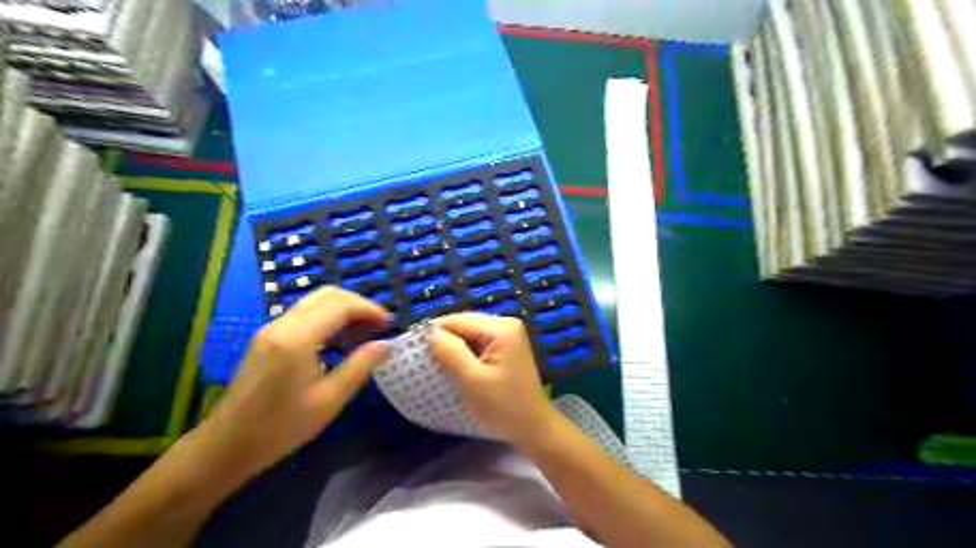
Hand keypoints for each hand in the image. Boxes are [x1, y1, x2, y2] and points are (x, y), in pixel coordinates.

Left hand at [203, 288, 390, 473]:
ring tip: (363, 330)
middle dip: (357, 303)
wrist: (227, 445)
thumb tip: (387, 344)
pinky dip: (327, 316)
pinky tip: (339, 338)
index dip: (369, 309)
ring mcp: (271, 329)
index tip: (389, 323)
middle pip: (327, 294)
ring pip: (314, 301)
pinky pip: (304, 313)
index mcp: (297, 339)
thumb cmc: (281, 427)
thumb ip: (360, 366)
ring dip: (342, 308)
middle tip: (377, 324)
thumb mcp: (329, 400)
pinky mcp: (267, 337)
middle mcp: (282, 325)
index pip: (340, 305)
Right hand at [427, 315, 555, 445]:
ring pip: (470, 334)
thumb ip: (450, 352)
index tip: (415, 350)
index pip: (459, 320)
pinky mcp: (507, 348)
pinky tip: (456, 368)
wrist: (533, 428)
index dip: (435, 332)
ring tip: (437, 365)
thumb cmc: (503, 406)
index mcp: (501, 327)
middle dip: (445, 340)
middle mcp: (506, 324)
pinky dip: (465, 353)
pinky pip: (479, 344)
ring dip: (454, 348)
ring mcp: (509, 336)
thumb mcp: (471, 380)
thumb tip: (430, 332)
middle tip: (424, 360)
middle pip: (465, 324)